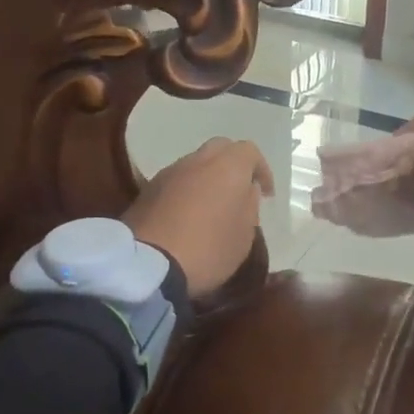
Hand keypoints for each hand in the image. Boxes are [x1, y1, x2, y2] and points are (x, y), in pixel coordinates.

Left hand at [125, 138, 274, 295]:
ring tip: (212, 205)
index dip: (261, 170)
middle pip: (220, 149)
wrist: (148, 265)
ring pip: (195, 163)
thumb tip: (247, 190)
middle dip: (233, 165)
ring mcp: (169, 172)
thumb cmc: (208, 249)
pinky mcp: (147, 189)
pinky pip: (176, 181)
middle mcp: (198, 160)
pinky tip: (188, 215)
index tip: (265, 194)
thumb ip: (250, 207)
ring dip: (208, 178)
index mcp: (228, 166)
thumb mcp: (244, 236)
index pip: (250, 151)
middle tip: (239, 191)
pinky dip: (187, 190)